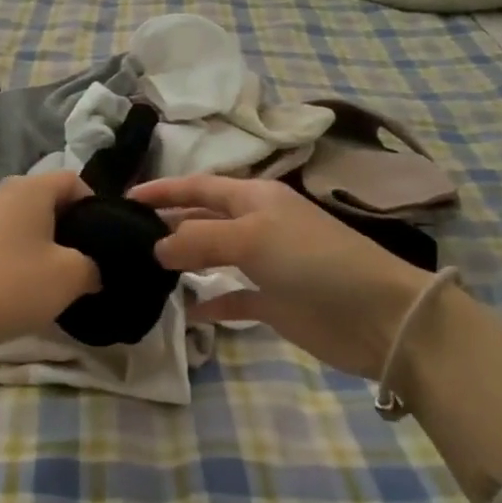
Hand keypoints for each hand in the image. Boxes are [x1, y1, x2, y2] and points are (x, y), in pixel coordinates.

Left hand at [0, 172, 100, 392]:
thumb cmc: (14, 285)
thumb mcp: (71, 277)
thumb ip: (93, 266)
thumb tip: (91, 269)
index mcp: (29, 188)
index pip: (73, 181)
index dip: (94, 206)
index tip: (101, 240)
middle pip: (45, 199)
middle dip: (66, 227)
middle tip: (79, 261)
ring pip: (20, 221)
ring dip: (39, 243)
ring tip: (48, 278)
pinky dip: (14, 255)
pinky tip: (17, 286)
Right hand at [130, 175, 430, 380]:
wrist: (376, 315)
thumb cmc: (312, 260)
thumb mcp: (251, 237)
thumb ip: (198, 240)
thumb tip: (156, 248)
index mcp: (254, 197)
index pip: (199, 187)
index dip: (164, 190)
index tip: (125, 199)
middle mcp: (257, 224)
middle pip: (203, 219)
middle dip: (168, 225)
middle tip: (127, 239)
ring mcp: (265, 264)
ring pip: (213, 257)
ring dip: (184, 262)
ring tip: (146, 271)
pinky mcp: (272, 301)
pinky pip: (231, 297)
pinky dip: (209, 302)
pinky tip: (185, 312)